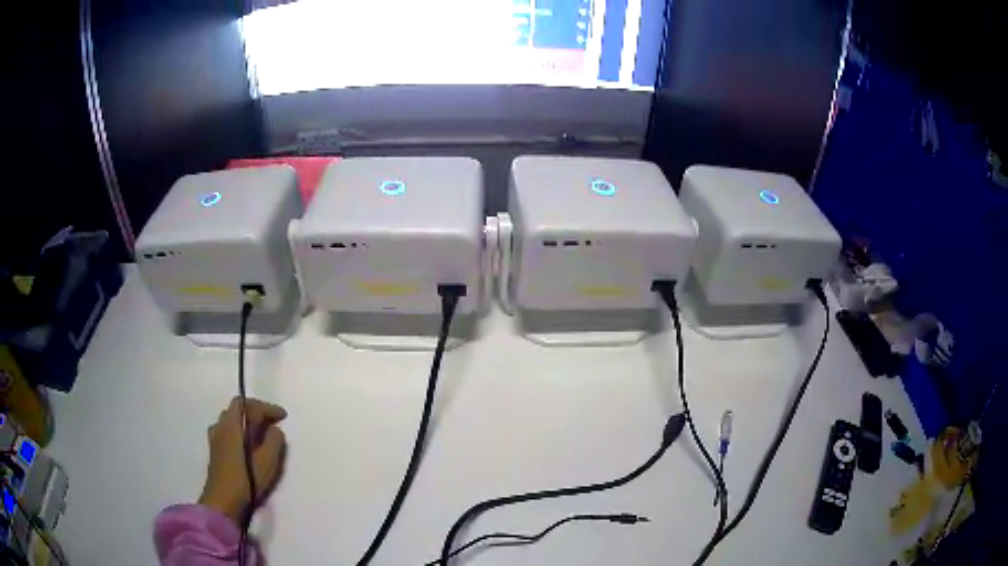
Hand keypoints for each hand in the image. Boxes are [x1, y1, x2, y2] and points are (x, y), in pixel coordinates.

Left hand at [198, 397, 286, 525]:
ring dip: (246, 421)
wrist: (223, 501)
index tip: (283, 416)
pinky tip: (246, 445)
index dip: (266, 407)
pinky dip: (239, 431)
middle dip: (256, 411)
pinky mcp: (215, 450)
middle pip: (238, 409)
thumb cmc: (247, 480)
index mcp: (232, 424)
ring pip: (231, 420)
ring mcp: (215, 438)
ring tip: (260, 433)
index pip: (248, 404)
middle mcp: (221, 426)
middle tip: (272, 421)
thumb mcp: (268, 461)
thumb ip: (274, 441)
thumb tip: (274, 429)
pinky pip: (227, 431)